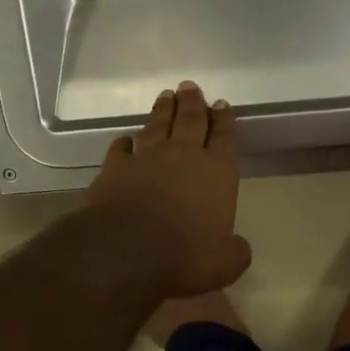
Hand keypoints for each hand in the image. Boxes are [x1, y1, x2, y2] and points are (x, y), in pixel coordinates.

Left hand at [86, 82, 251, 299]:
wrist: (124, 251)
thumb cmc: (184, 256)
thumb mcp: (225, 264)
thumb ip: (234, 251)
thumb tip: (236, 246)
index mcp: (217, 173)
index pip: (224, 139)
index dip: (224, 121)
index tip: (222, 104)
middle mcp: (182, 157)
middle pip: (190, 121)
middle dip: (192, 103)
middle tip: (190, 87)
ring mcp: (145, 159)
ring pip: (156, 127)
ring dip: (162, 111)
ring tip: (166, 97)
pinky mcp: (113, 169)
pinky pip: (121, 148)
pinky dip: (125, 142)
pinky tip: (126, 140)